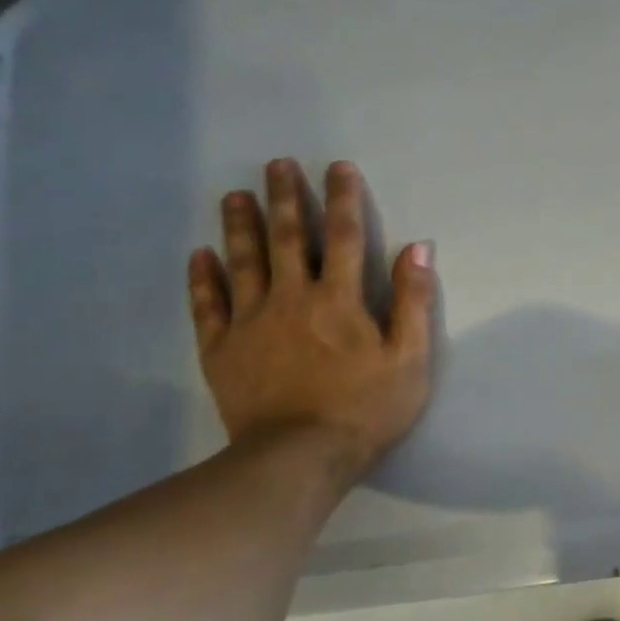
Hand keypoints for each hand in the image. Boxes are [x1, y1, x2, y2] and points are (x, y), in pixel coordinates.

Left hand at [189, 159, 435, 478]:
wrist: (300, 456)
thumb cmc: (367, 407)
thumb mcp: (411, 358)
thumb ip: (414, 301)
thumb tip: (418, 248)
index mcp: (339, 299)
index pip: (344, 236)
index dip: (343, 198)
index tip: (338, 167)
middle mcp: (291, 298)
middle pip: (287, 238)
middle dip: (285, 198)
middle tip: (276, 164)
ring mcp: (250, 321)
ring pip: (243, 261)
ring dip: (240, 225)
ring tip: (234, 195)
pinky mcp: (221, 348)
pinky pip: (208, 304)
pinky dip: (204, 277)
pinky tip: (201, 255)